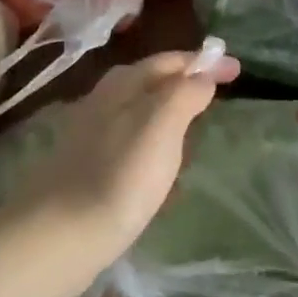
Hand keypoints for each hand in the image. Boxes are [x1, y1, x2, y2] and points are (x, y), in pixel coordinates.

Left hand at [10, 50, 239, 285]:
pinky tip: (161, 166)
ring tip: (194, 126)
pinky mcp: (87, 168)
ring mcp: (91, 136)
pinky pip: (129, 142)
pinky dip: (152, 141)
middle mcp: (102, 103)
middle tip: (216, 93)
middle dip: (182, 81)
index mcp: (121, 86)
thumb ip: (184, 94)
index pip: (167, 61)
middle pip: (148, 81)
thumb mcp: (161, 126)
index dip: (202, 61)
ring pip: (137, 111)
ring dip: (167, 110)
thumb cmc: (120, 176)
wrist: (61, 235)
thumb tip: (202, 74)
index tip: (236, 68)